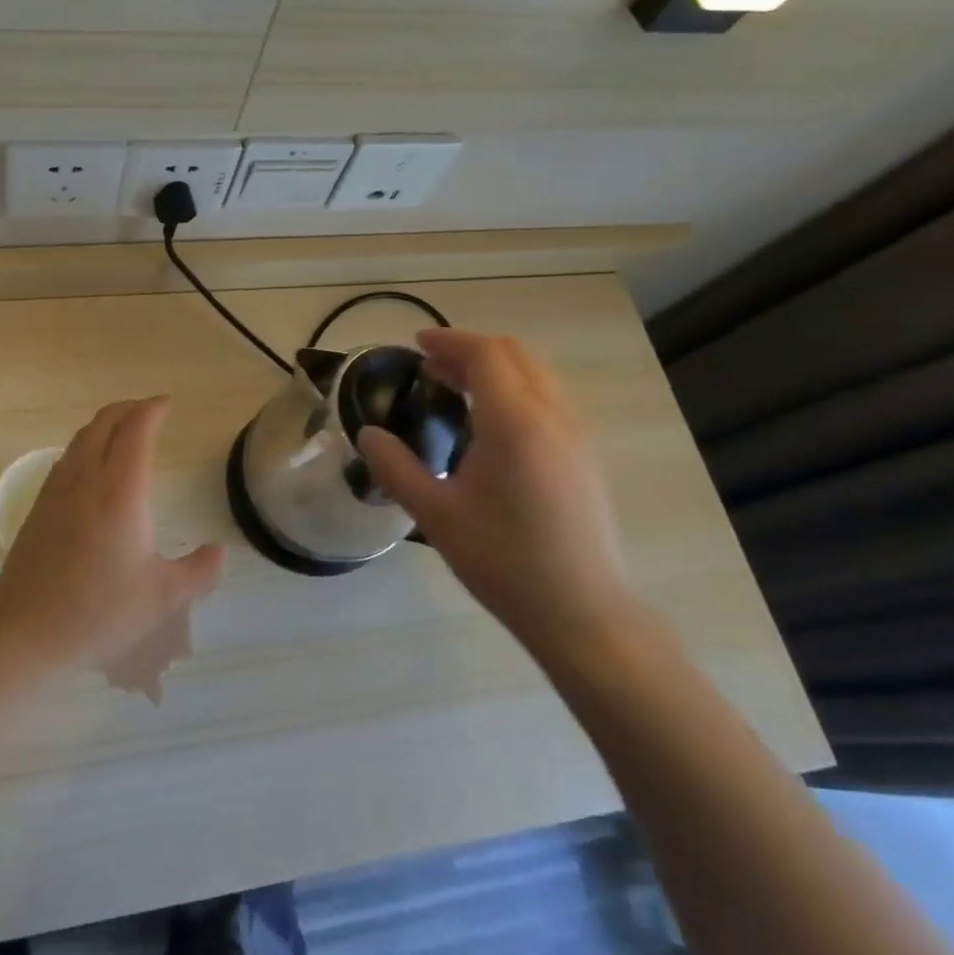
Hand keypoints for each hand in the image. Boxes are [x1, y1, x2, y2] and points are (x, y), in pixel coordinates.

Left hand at [0, 396, 225, 677]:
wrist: (26, 632)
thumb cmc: (100, 612)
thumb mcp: (163, 597)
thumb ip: (199, 571)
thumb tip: (219, 551)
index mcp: (121, 490)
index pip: (136, 430)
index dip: (152, 410)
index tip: (166, 403)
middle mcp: (86, 479)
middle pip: (104, 423)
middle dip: (128, 409)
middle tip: (148, 410)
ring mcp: (56, 491)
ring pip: (80, 439)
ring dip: (104, 425)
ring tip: (122, 431)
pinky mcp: (38, 508)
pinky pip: (65, 459)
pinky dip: (84, 446)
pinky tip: (90, 467)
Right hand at [357, 330, 636, 661]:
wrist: (583, 613)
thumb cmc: (504, 561)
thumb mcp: (435, 515)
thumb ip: (396, 467)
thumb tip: (367, 435)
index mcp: (515, 422)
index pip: (485, 355)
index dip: (449, 341)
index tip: (417, 345)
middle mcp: (553, 416)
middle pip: (514, 354)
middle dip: (470, 349)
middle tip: (431, 365)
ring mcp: (577, 434)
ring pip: (536, 374)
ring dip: (495, 367)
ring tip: (456, 388)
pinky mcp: (586, 455)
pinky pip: (550, 397)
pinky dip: (516, 388)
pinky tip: (492, 423)